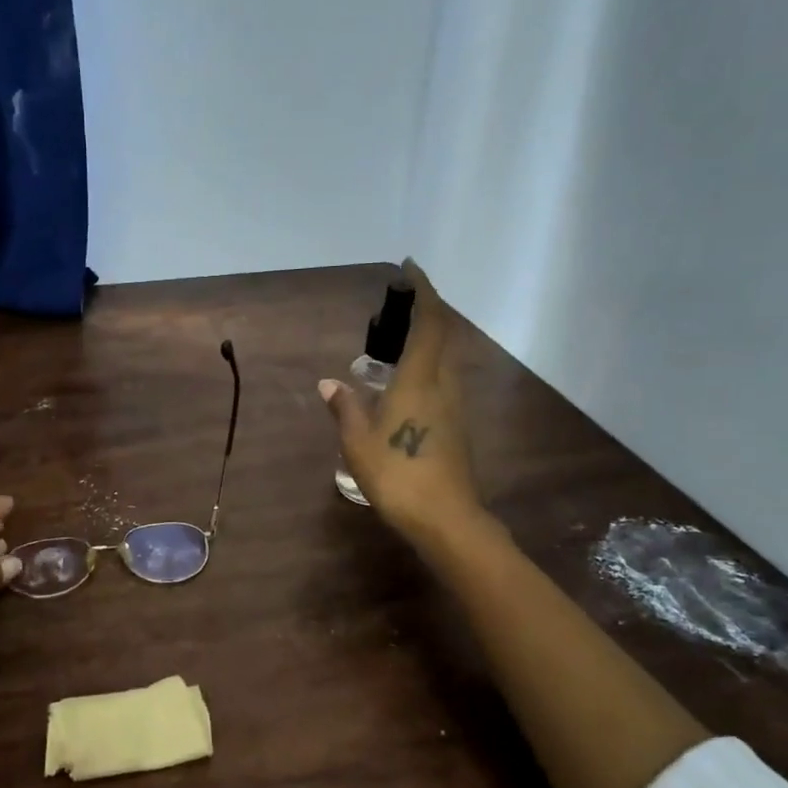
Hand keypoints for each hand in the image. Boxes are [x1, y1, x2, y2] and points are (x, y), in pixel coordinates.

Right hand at [319, 260, 484, 551]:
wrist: (447, 519)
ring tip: (395, 344)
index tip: (409, 269)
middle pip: (443, 336)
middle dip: (425, 313)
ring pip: (445, 359)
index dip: (423, 291)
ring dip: (427, 341)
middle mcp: (444, 385)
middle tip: (395, 309)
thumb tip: (329, 383)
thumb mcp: (358, 442)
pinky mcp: (458, 426)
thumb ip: (346, 407)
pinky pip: (443, 381)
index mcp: (421, 380)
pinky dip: (427, 368)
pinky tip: (404, 385)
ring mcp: (456, 406)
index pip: (430, 322)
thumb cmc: (398, 475)